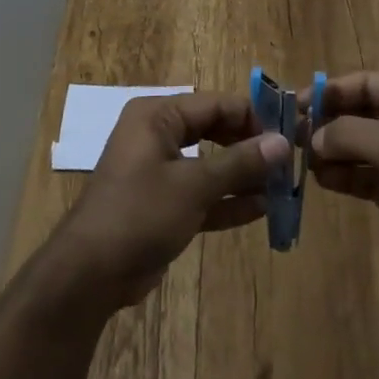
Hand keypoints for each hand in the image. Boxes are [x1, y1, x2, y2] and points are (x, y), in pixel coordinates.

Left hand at [47, 93, 290, 308]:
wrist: (89, 274)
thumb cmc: (140, 213)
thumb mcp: (193, 185)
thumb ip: (239, 163)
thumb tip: (283, 143)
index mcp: (158, 116)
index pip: (215, 104)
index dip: (253, 117)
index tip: (289, 134)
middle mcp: (158, 135)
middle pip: (214, 131)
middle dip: (250, 147)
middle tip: (287, 163)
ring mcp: (159, 171)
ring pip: (210, 164)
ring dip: (243, 176)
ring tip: (282, 187)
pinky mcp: (163, 204)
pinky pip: (202, 193)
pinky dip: (227, 200)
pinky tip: (261, 209)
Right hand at [309, 71, 378, 278]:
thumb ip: (350, 134)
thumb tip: (311, 136)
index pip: (365, 82)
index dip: (330, 91)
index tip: (295, 104)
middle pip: (360, 112)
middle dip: (328, 122)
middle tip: (292, 134)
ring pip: (359, 145)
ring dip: (332, 151)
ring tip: (301, 159)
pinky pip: (365, 174)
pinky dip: (344, 175)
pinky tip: (320, 179)